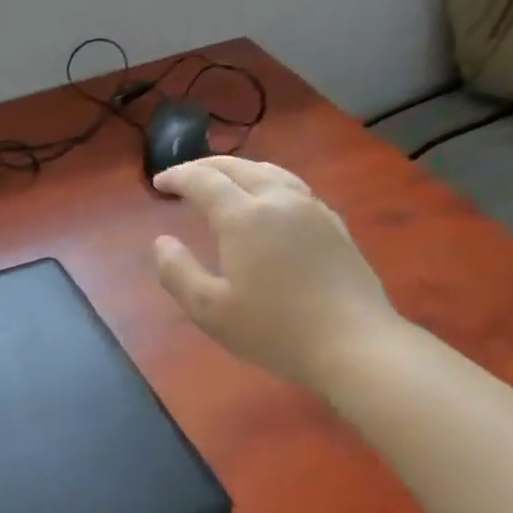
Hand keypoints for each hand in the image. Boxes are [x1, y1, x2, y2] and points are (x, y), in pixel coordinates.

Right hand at [152, 157, 399, 389]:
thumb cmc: (273, 329)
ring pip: (270, 171)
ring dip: (238, 170)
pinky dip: (267, 182)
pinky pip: (293, 187)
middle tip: (182, 177)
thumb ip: (177, 272)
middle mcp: (279, 201)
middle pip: (238, 167)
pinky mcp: (334, 224)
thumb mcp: (209, 310)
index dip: (177, 177)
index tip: (158, 183)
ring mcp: (312, 209)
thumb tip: (162, 242)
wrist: (355, 344)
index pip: (203, 181)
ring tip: (222, 181)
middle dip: (205, 167)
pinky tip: (267, 201)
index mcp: (244, 217)